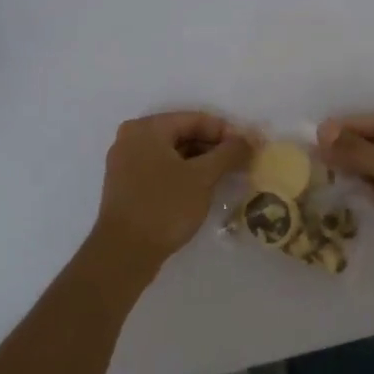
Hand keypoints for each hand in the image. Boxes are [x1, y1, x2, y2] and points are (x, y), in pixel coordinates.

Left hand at [93, 112, 250, 271]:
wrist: (124, 254)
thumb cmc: (164, 207)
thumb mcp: (202, 178)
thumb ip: (228, 153)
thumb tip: (249, 138)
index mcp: (147, 128)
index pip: (195, 119)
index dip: (226, 132)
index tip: (249, 147)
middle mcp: (131, 138)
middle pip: (183, 134)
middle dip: (213, 148)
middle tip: (241, 163)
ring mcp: (125, 162)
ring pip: (172, 154)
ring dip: (200, 162)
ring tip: (227, 176)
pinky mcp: (126, 185)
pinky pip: (161, 169)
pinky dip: (183, 174)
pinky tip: (203, 188)